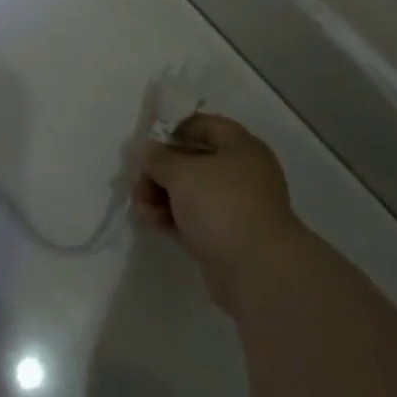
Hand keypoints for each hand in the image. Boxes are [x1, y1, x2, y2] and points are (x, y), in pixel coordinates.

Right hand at [136, 114, 305, 314]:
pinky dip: (173, 219)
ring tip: (142, 211)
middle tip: (138, 185)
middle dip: (161, 172)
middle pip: (193, 162)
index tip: (149, 145)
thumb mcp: (183, 173)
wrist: (257, 271)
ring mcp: (236, 208)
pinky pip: (194, 220)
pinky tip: (153, 224)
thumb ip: (160, 158)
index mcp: (241, 148)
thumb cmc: (222, 206)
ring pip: (191, 193)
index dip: (175, 130)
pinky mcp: (227, 237)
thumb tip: (149, 149)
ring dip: (162, 198)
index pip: (205, 126)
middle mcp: (242, 174)